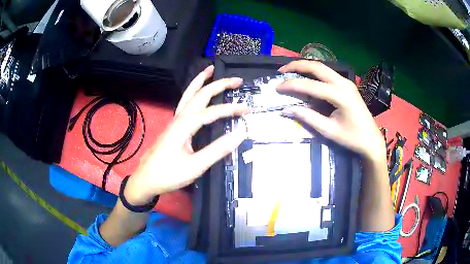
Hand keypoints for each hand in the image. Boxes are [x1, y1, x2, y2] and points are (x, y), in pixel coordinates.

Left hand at [124, 65, 247, 204]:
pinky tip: (198, 92)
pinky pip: (185, 101)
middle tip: (237, 80)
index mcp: (185, 125)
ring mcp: (175, 120)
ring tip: (211, 69)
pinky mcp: (174, 126)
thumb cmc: (169, 174)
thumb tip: (239, 134)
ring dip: (201, 80)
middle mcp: (179, 118)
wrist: (146, 179)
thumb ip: (217, 150)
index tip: (247, 110)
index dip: (231, 109)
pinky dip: (194, 91)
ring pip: (189, 94)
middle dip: (219, 84)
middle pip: (200, 94)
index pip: (212, 111)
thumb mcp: (195, 166)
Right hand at [277, 60, 384, 161]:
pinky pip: (328, 73)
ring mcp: (346, 82)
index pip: (311, 86)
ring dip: (305, 67)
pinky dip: (314, 72)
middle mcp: (343, 83)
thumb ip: (307, 118)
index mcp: (340, 96)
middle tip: (281, 71)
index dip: (292, 85)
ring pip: (322, 67)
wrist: (371, 140)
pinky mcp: (347, 84)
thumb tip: (286, 109)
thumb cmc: (352, 138)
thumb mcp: (328, 130)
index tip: (277, 87)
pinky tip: (306, 77)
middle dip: (297, 66)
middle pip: (317, 67)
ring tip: (290, 71)